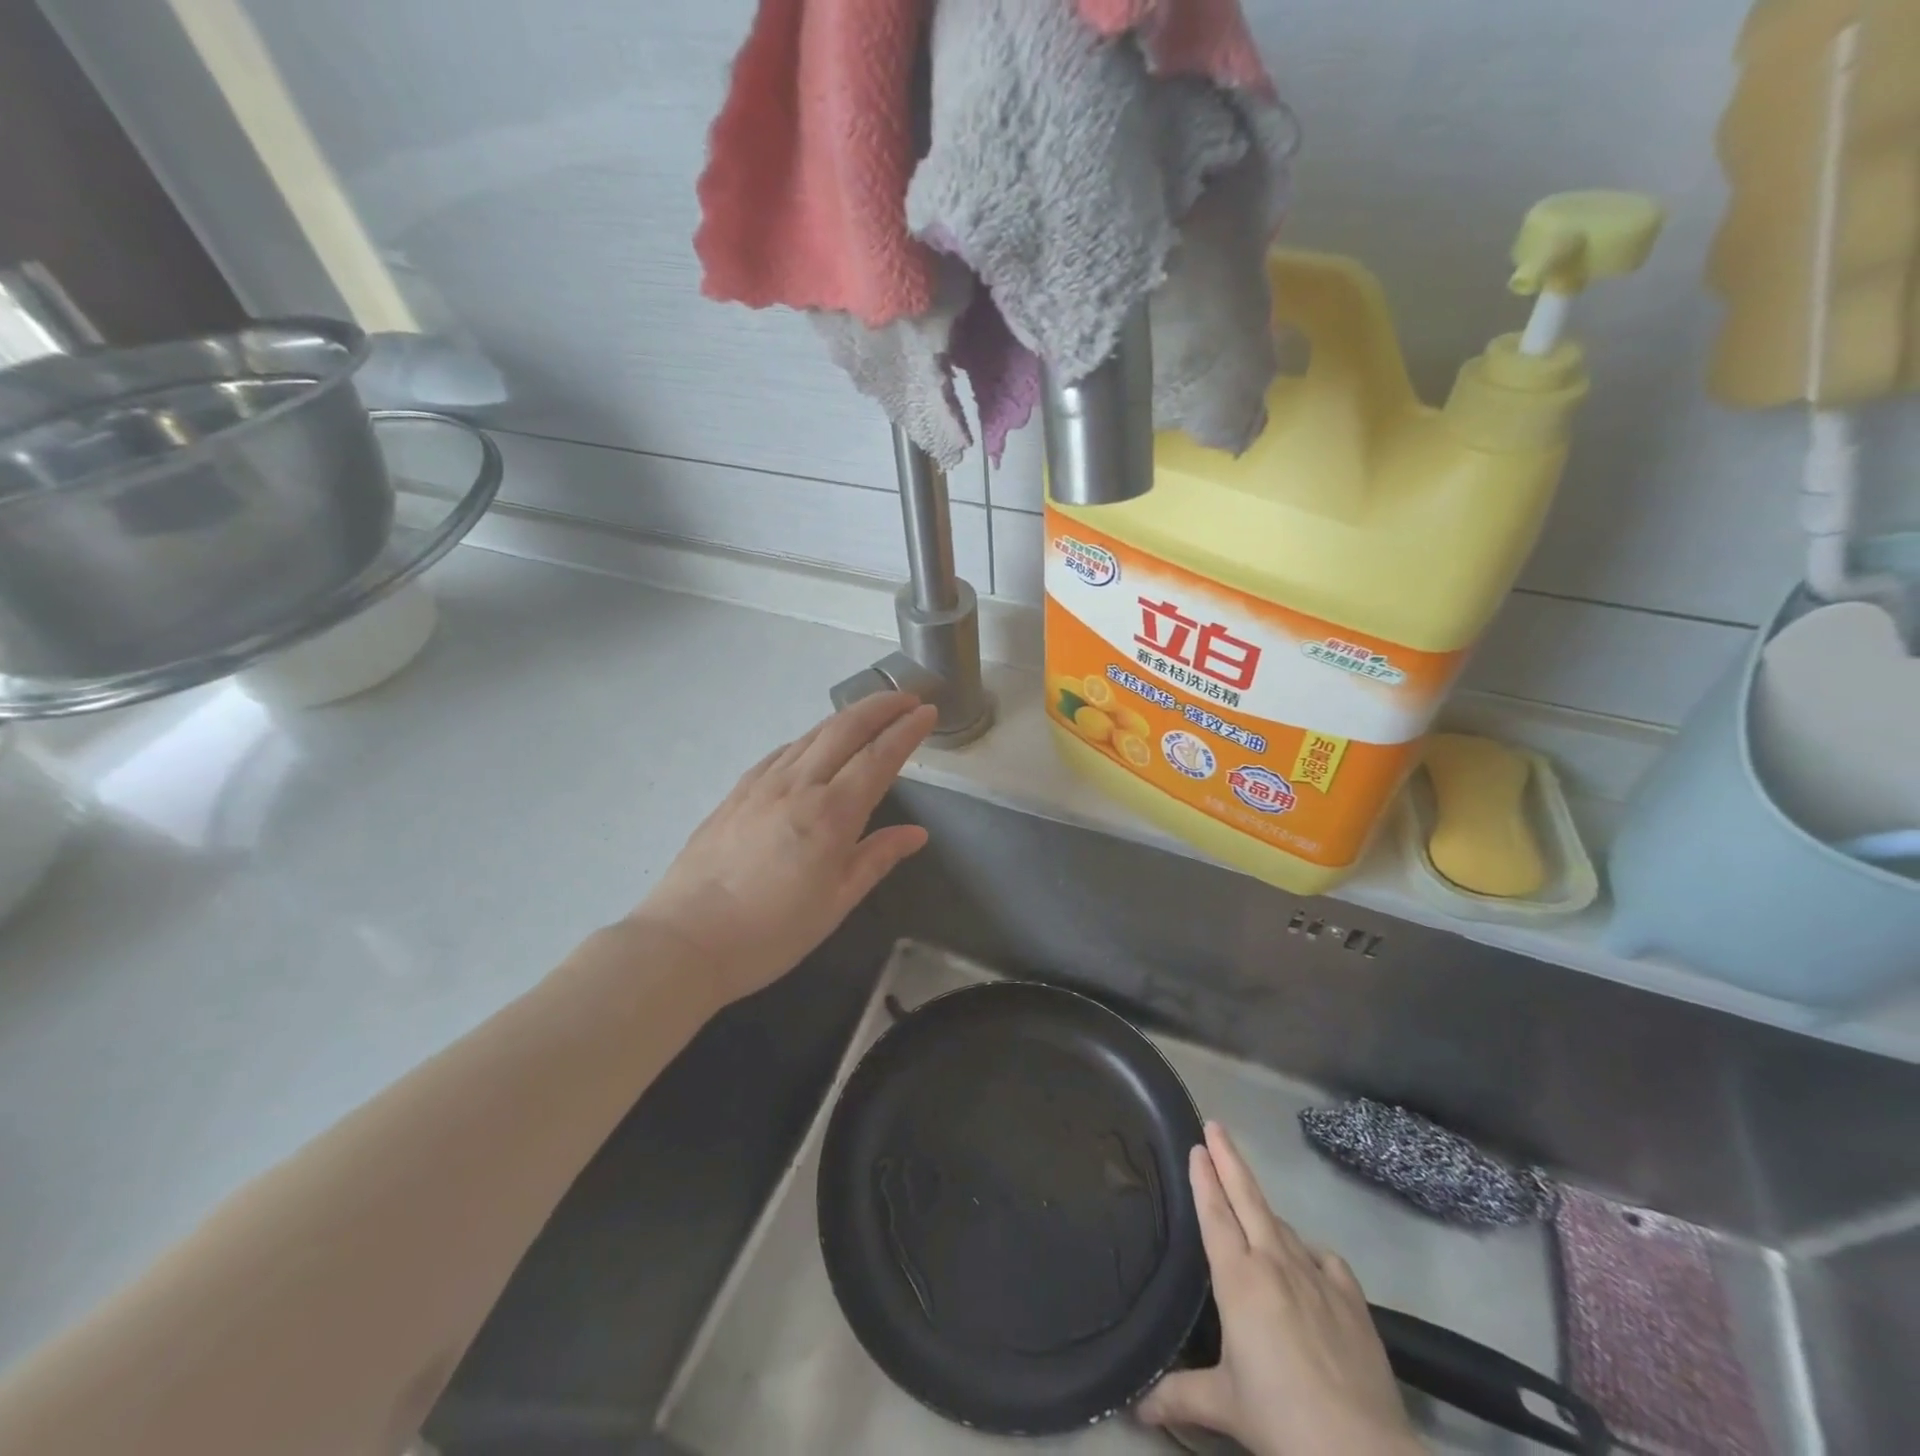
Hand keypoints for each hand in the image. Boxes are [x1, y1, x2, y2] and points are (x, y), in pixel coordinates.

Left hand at [631, 693, 936, 1007]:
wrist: (684, 941)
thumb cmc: (770, 933)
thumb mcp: (835, 903)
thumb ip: (877, 859)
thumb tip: (916, 834)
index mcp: (831, 815)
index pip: (878, 758)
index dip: (906, 731)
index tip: (928, 712)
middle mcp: (798, 786)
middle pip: (845, 730)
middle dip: (881, 707)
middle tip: (908, 698)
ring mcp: (762, 785)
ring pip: (812, 735)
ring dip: (847, 717)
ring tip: (870, 713)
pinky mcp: (737, 792)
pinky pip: (782, 752)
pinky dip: (810, 738)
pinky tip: (814, 744)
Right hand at [1139, 1124, 1423, 1455]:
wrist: (1363, 1454)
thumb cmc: (1281, 1420)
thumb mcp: (1223, 1407)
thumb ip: (1179, 1396)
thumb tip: (1135, 1407)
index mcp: (1239, 1278)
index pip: (1215, 1213)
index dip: (1204, 1177)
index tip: (1197, 1146)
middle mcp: (1275, 1263)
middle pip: (1247, 1198)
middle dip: (1229, 1159)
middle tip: (1216, 1126)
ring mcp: (1317, 1278)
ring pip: (1283, 1226)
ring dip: (1263, 1207)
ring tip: (1251, 1201)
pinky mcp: (1353, 1301)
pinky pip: (1325, 1259)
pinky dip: (1310, 1251)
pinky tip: (1308, 1259)